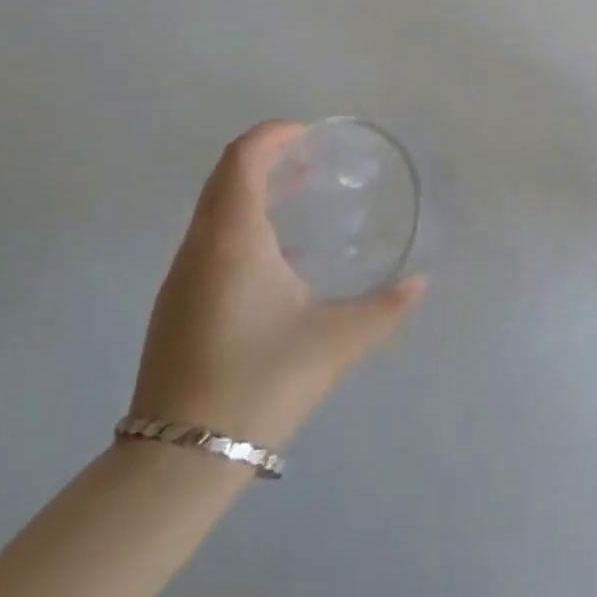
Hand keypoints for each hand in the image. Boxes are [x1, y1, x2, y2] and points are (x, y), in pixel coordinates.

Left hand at [130, 122, 425, 448]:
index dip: (271, 134)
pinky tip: (277, 262)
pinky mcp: (176, 306)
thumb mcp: (332, 342)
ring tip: (296, 200)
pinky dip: (241, 225)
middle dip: (265, 159)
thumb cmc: (257, 382)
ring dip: (252, 192)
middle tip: (309, 161)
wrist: (176, 463)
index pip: (242, 158)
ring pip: (214, 210)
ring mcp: (181, 277)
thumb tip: (421, 283)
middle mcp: (199, 245)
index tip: (306, 133)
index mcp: (232, 237)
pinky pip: (209, 241)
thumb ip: (383, 309)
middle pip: (225, 177)